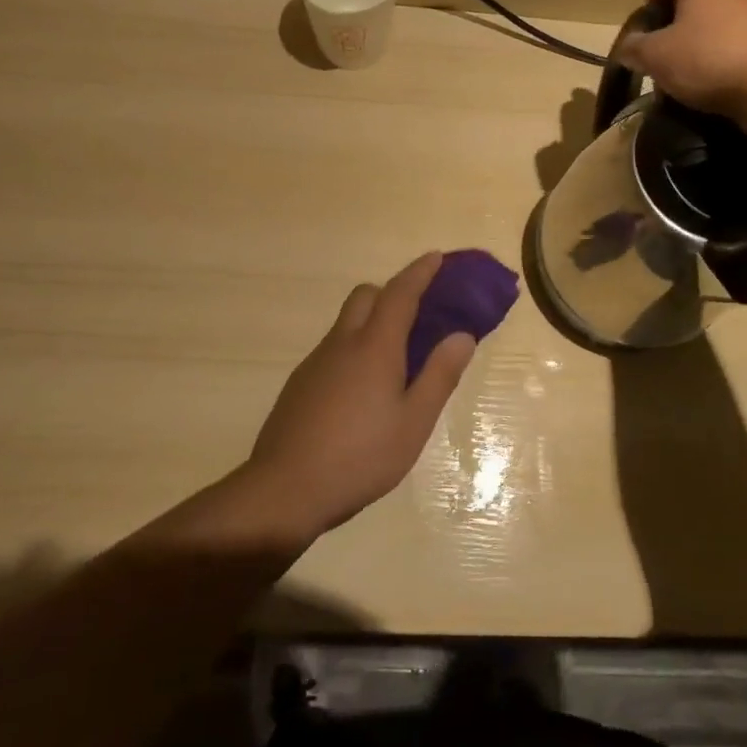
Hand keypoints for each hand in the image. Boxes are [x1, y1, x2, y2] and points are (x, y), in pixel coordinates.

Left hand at [242, 253, 476, 538]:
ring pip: (347, 323)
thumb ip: (439, 375)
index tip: (437, 257)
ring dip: (372, 322)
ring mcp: (316, 362)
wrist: (284, 489)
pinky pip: (334, 349)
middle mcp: (342, 343)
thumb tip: (462, 336)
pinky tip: (363, 392)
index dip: (420, 272)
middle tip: (418, 314)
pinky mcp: (300, 384)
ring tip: (396, 361)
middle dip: (392, 292)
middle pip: (366, 296)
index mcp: (375, 346)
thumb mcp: (413, 422)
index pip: (400, 293)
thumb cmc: (360, 456)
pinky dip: (354, 350)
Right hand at [615, 0, 746, 120]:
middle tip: (660, 49)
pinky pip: (738, 47)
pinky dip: (723, 60)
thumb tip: (628, 46)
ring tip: (685, 72)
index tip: (645, 17)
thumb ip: (635, 48)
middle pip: (698, 0)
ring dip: (701, 43)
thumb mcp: (655, 56)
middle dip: (677, 23)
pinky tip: (714, 84)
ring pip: (719, 25)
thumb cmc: (707, 59)